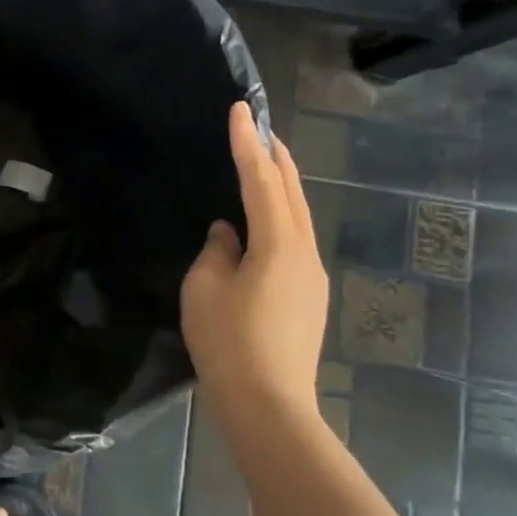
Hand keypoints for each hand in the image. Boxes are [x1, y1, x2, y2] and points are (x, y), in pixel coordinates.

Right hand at [180, 103, 329, 416]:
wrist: (268, 405)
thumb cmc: (228, 342)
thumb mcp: (205, 288)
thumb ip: (216, 252)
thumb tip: (229, 235)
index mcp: (278, 245)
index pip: (261, 182)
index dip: (246, 144)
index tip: (240, 110)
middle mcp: (304, 253)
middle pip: (293, 194)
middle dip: (276, 158)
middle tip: (260, 129)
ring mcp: (311, 277)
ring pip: (298, 217)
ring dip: (282, 187)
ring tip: (263, 167)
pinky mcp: (308, 298)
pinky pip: (295, 241)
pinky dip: (281, 217)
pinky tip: (263, 224)